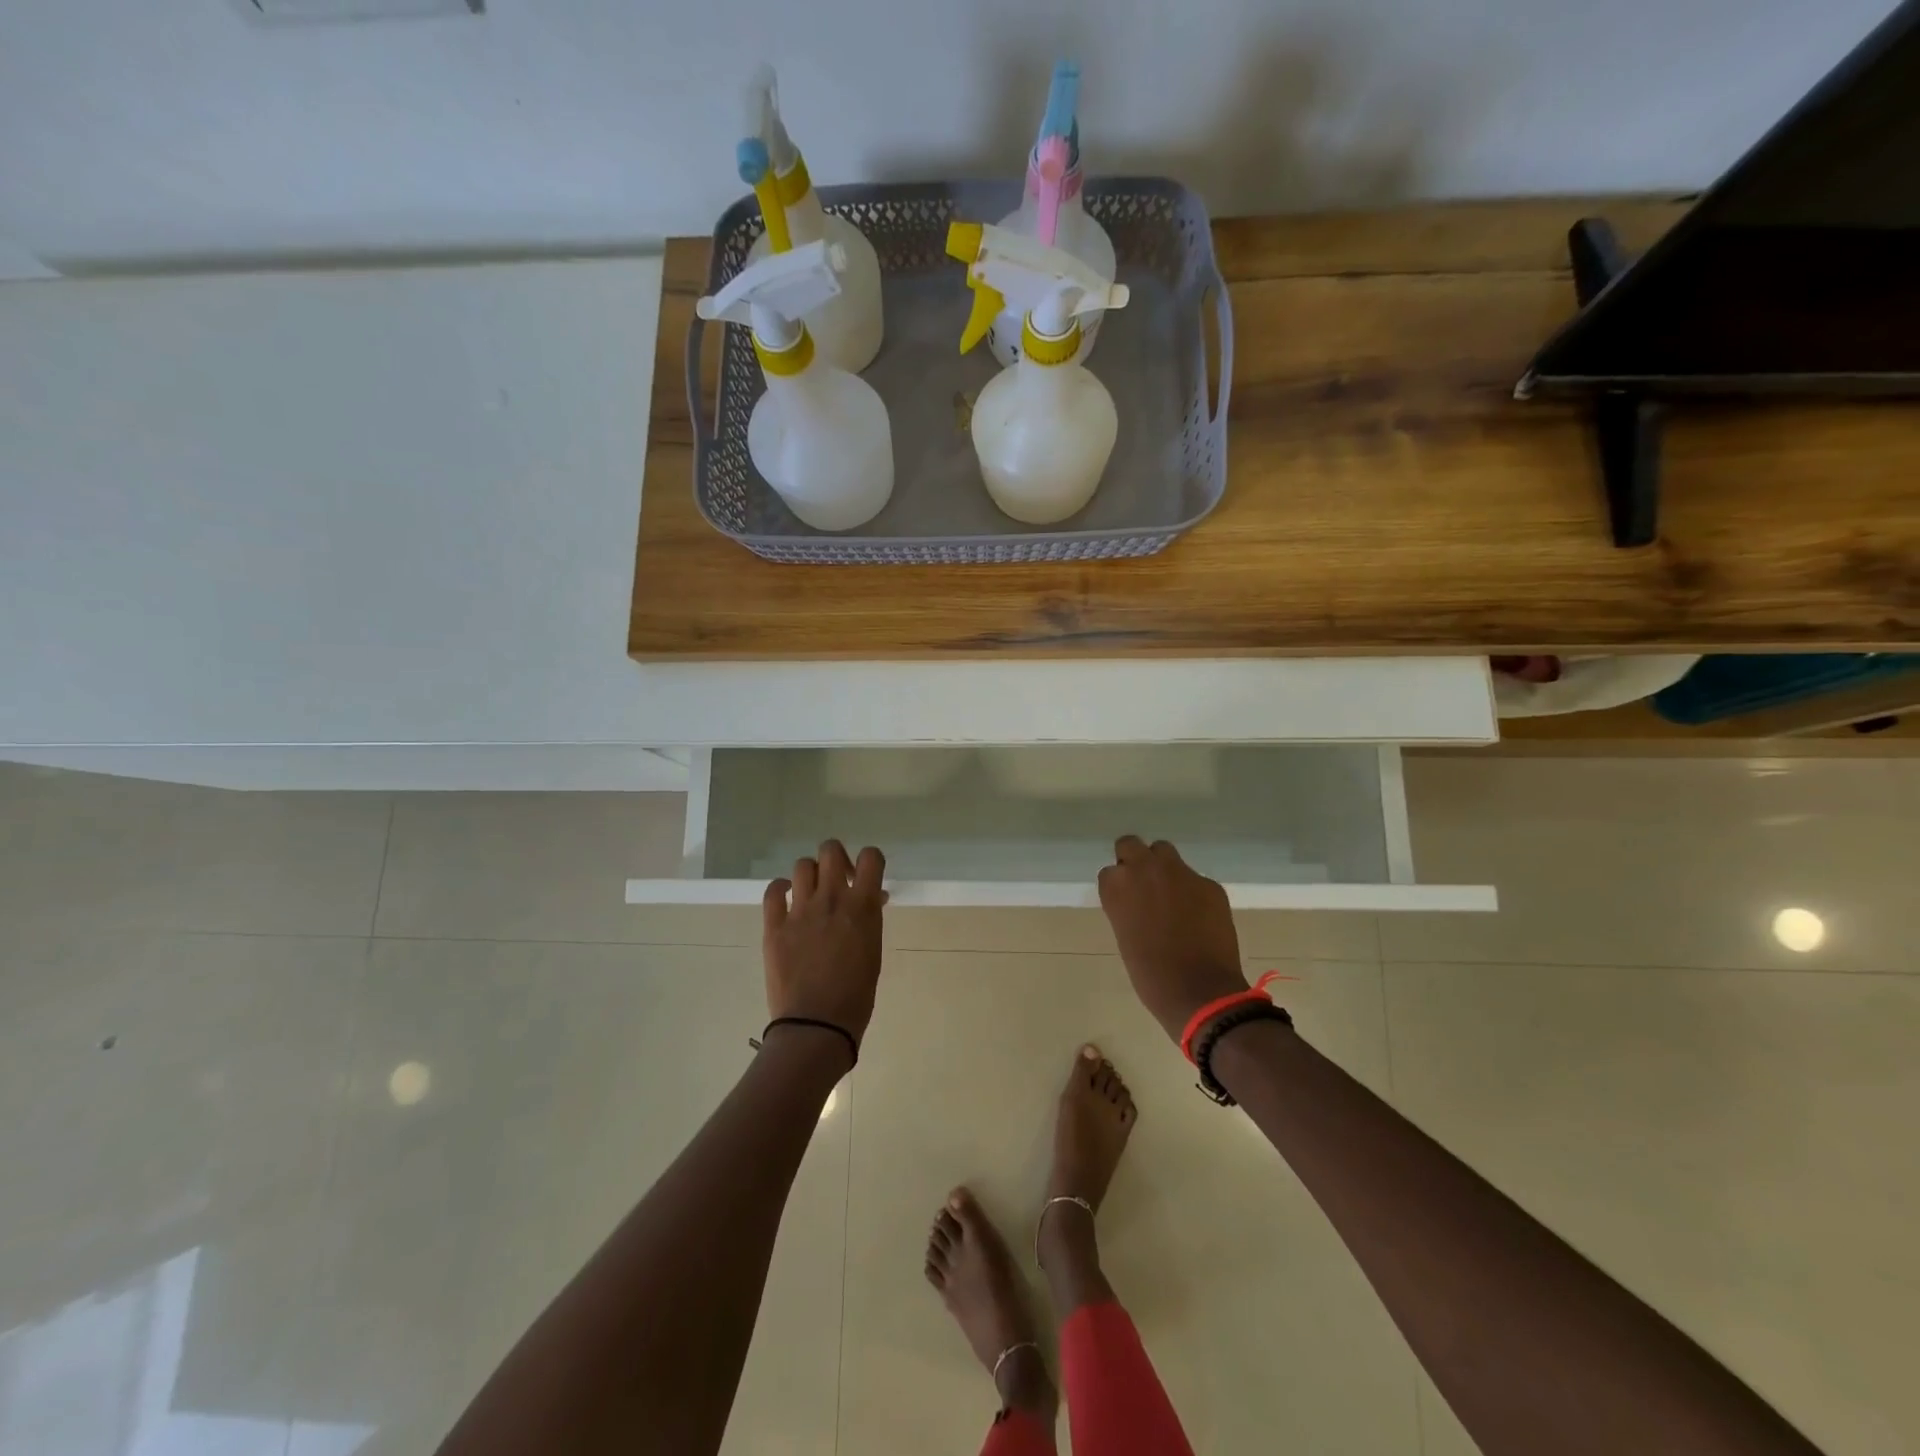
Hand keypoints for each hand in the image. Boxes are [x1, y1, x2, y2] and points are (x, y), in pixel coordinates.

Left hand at [762, 840, 885, 1054]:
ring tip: (812, 894)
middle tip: (839, 881)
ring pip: (802, 866)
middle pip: (830, 850)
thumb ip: (869, 919)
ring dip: (811, 875)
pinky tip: (787, 900)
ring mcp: (800, 911)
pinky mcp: (775, 926)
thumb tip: (870, 899)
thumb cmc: (856, 995)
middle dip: (837, 860)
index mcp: (862, 906)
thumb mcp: (873, 951)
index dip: (870, 860)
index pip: (871, 857)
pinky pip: (773, 891)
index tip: (865, 877)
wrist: (817, 1025)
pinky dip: (780, 889)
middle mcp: (831, 899)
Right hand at [1097, 836, 1248, 1043]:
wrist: (1200, 991)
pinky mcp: (1209, 884)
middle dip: (1135, 860)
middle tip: (1144, 887)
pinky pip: (1194, 879)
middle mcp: (1144, 869)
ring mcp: (1180, 873)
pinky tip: (1199, 916)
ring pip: (1164, 852)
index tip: (1126, 902)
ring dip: (1164, 868)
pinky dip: (1193, 892)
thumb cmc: (1151, 974)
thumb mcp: (1125, 935)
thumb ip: (1127, 907)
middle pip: (1131, 845)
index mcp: (1116, 887)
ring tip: (1172, 897)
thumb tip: (1139, 901)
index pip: (1110, 871)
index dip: (1118, 886)